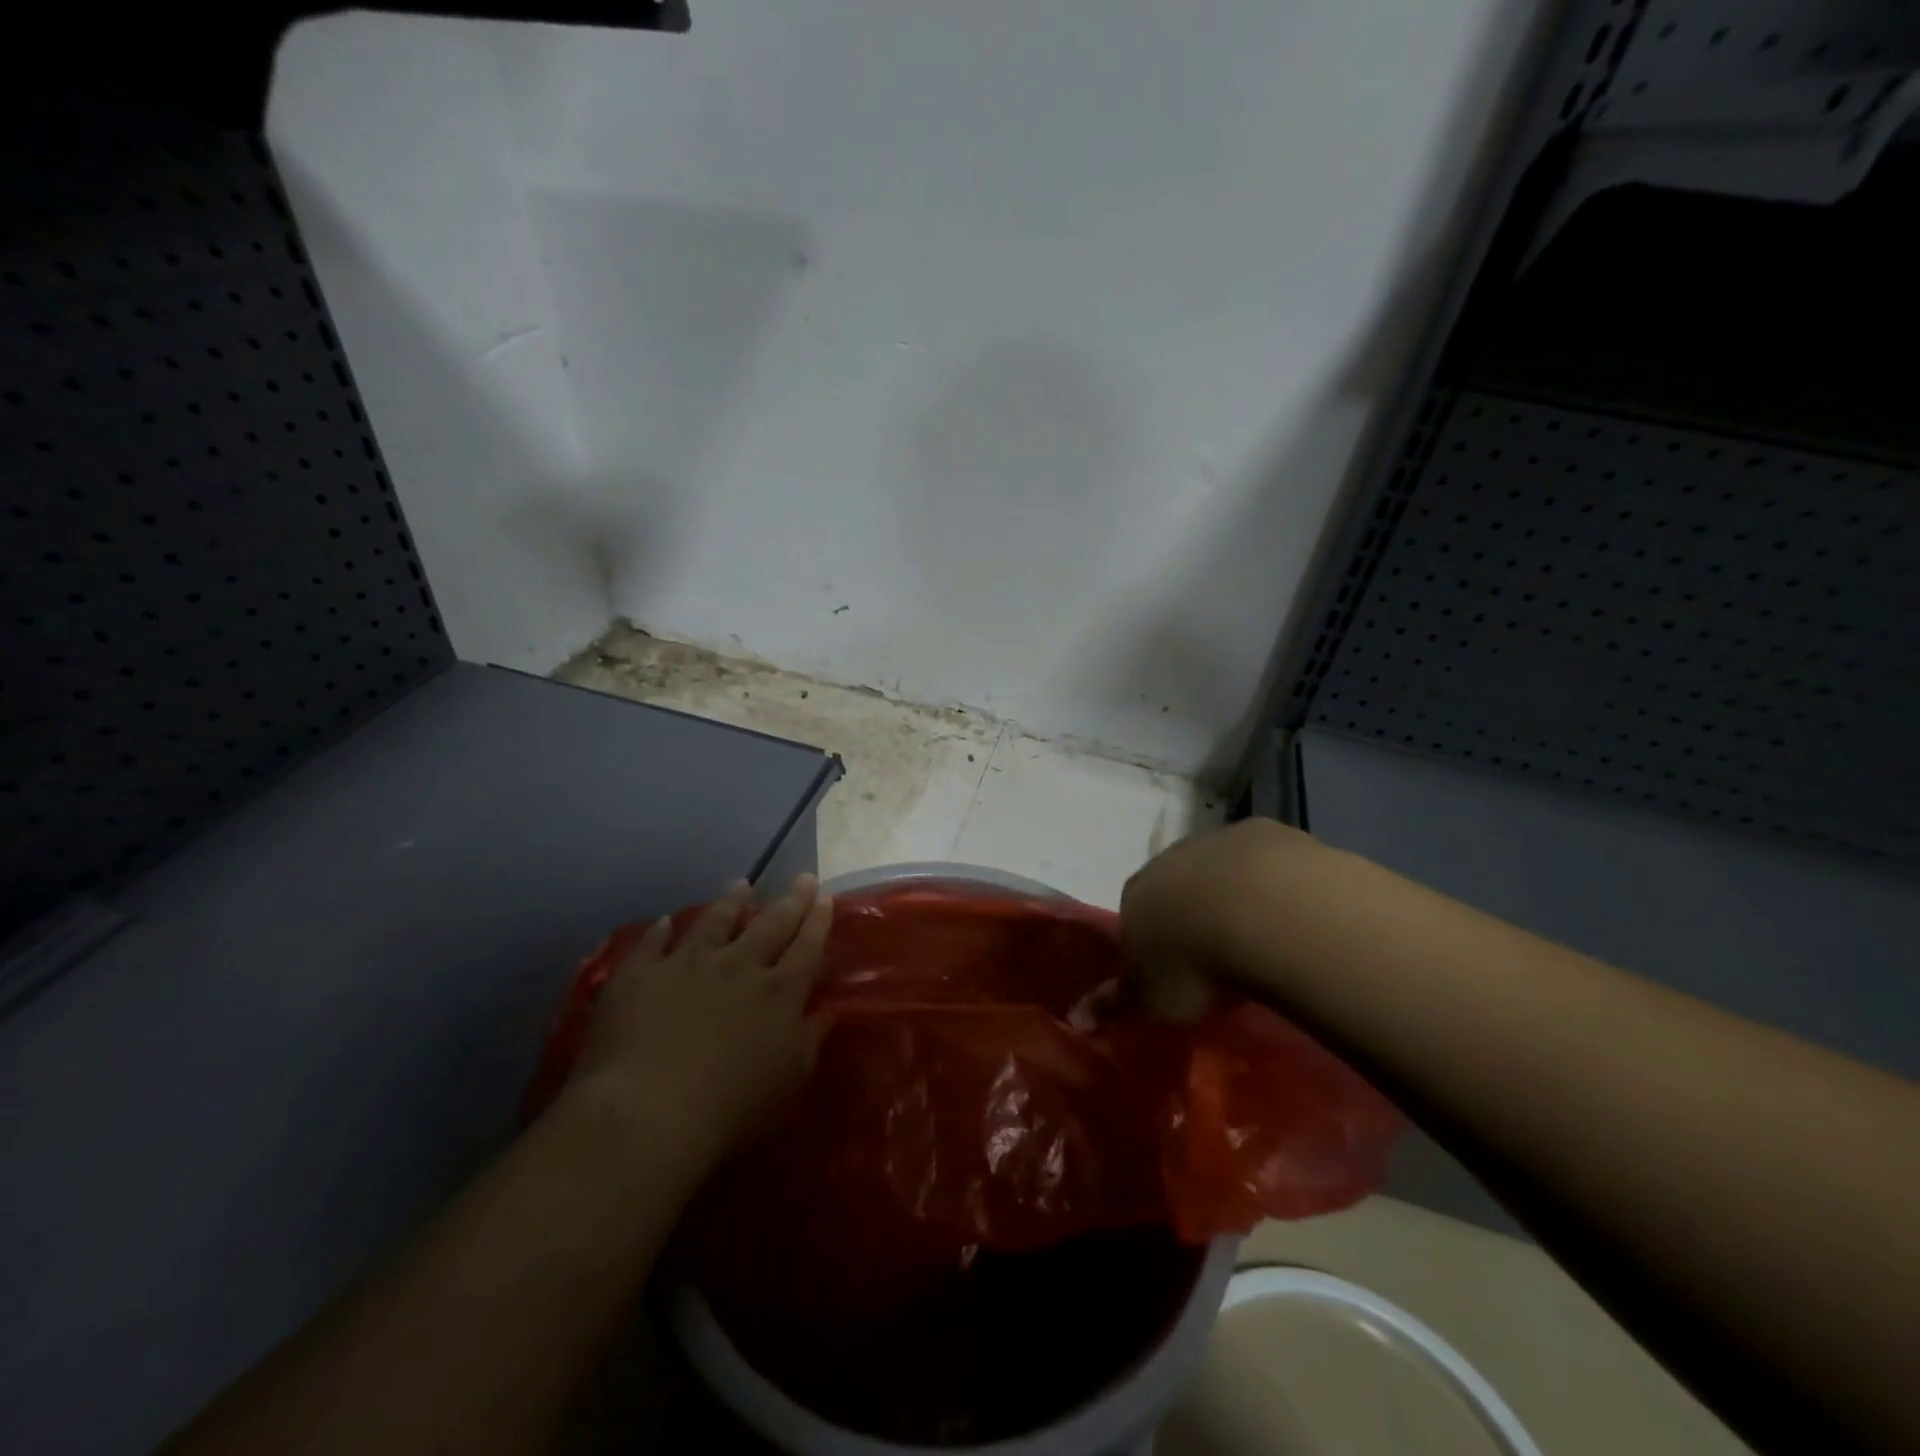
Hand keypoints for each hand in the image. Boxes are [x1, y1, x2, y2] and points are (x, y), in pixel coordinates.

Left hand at [570, 875, 834, 1161]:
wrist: (646, 1114)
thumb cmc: (731, 1110)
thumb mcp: (789, 1083)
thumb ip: (810, 1042)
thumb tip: (827, 1011)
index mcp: (778, 992)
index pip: (806, 947)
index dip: (818, 921)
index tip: (826, 897)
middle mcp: (738, 966)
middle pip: (770, 924)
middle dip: (791, 899)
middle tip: (803, 877)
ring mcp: (687, 964)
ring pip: (715, 921)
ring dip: (731, 901)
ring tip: (741, 883)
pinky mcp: (640, 975)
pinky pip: (652, 944)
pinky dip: (660, 930)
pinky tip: (664, 921)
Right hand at [1119, 819, 1324, 1018]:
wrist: (1262, 913)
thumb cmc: (1193, 964)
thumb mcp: (1149, 999)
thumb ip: (1116, 1004)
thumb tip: (1078, 1016)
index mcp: (1135, 894)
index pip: (1134, 915)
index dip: (1154, 941)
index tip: (1175, 970)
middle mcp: (1169, 860)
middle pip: (1176, 887)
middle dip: (1192, 914)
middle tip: (1218, 956)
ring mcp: (1218, 842)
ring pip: (1220, 870)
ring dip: (1234, 896)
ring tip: (1261, 939)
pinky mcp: (1266, 834)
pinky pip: (1266, 861)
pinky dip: (1274, 883)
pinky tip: (1292, 913)